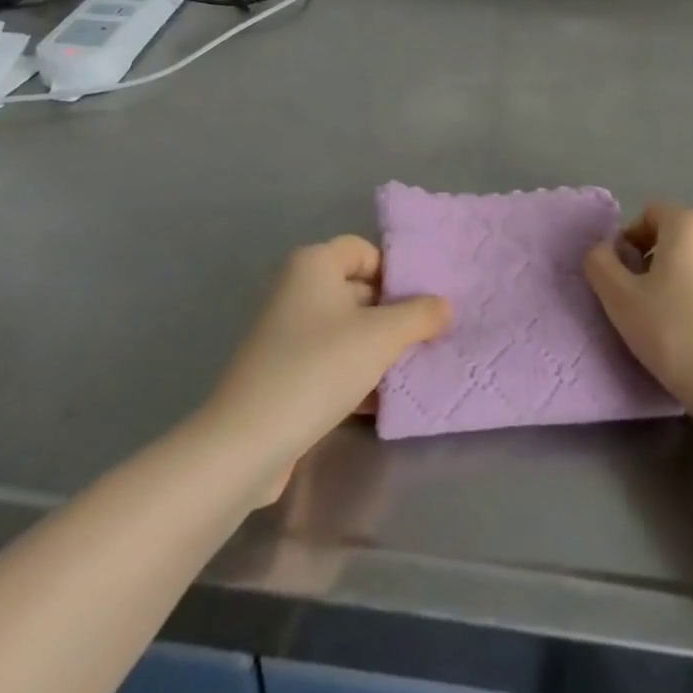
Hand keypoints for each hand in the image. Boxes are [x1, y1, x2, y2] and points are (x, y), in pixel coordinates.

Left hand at [206, 236, 449, 497]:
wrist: (247, 442)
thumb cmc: (319, 368)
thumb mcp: (382, 337)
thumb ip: (419, 316)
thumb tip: (444, 305)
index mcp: (314, 264)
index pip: (364, 250)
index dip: (395, 271)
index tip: (422, 302)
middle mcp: (296, 290)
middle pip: (357, 290)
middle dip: (392, 314)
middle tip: (427, 338)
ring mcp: (286, 333)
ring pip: (346, 330)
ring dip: (377, 349)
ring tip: (411, 371)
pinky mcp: (282, 373)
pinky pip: (329, 361)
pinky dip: (355, 374)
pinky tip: (380, 402)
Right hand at [585, 204, 692, 423]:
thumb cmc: (676, 334)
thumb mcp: (620, 299)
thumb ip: (600, 264)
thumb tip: (604, 251)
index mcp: (688, 223)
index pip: (648, 214)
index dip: (628, 241)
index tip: (622, 280)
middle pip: (673, 235)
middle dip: (651, 260)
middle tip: (639, 302)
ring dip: (676, 279)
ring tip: (668, 321)